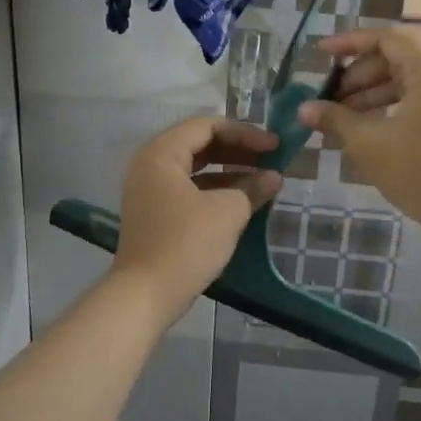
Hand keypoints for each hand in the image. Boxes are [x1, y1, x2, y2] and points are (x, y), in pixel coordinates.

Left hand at [111, 117, 282, 317]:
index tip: (274, 145)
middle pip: (200, 144)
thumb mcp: (228, 211)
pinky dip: (216, 190)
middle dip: (238, 150)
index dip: (245, 132)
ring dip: (230, 171)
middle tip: (271, 158)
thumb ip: (253, 187)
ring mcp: (150, 191)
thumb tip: (273, 177)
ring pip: (196, 169)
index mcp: (162, 153)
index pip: (207, 125)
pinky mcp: (155, 215)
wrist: (145, 295)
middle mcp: (150, 165)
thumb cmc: (186, 243)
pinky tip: (244, 201)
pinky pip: (189, 190)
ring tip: (264, 180)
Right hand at [300, 27, 420, 230]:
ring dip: (374, 93)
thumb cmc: (420, 170)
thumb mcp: (368, 143)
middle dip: (359, 75)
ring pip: (410, 79)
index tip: (321, 54)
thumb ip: (335, 119)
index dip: (349, 43)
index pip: (386, 38)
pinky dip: (395, 104)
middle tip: (330, 98)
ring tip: (344, 117)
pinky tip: (370, 127)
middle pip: (397, 58)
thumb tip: (304, 109)